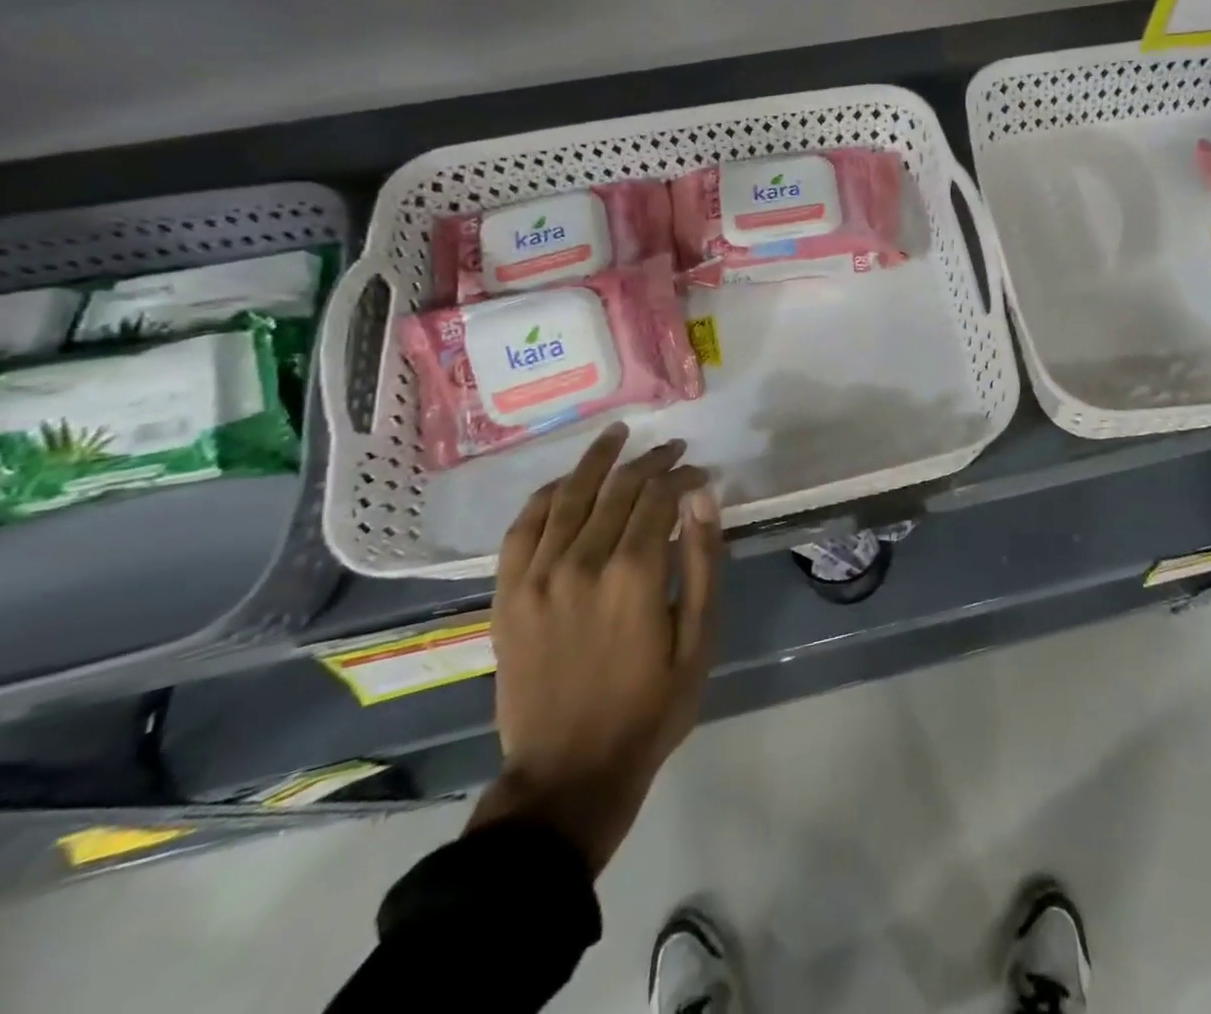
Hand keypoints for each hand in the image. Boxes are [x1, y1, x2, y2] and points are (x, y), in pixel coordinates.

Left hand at [468, 424, 723, 873]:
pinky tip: (564, 481)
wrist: (568, 775)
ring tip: (618, 434)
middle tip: (673, 449)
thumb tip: (703, 497)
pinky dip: (545, 496)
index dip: (684, 477)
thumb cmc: (650, 709)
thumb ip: (702, 563)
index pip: (660, 498)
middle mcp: (582, 562)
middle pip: (618, 489)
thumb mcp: (698, 640)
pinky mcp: (508, 595)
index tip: (701, 473)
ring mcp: (537, 576)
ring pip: (569, 496)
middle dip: (651, 462)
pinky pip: (522, 528)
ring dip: (597, 461)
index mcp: (634, 574)